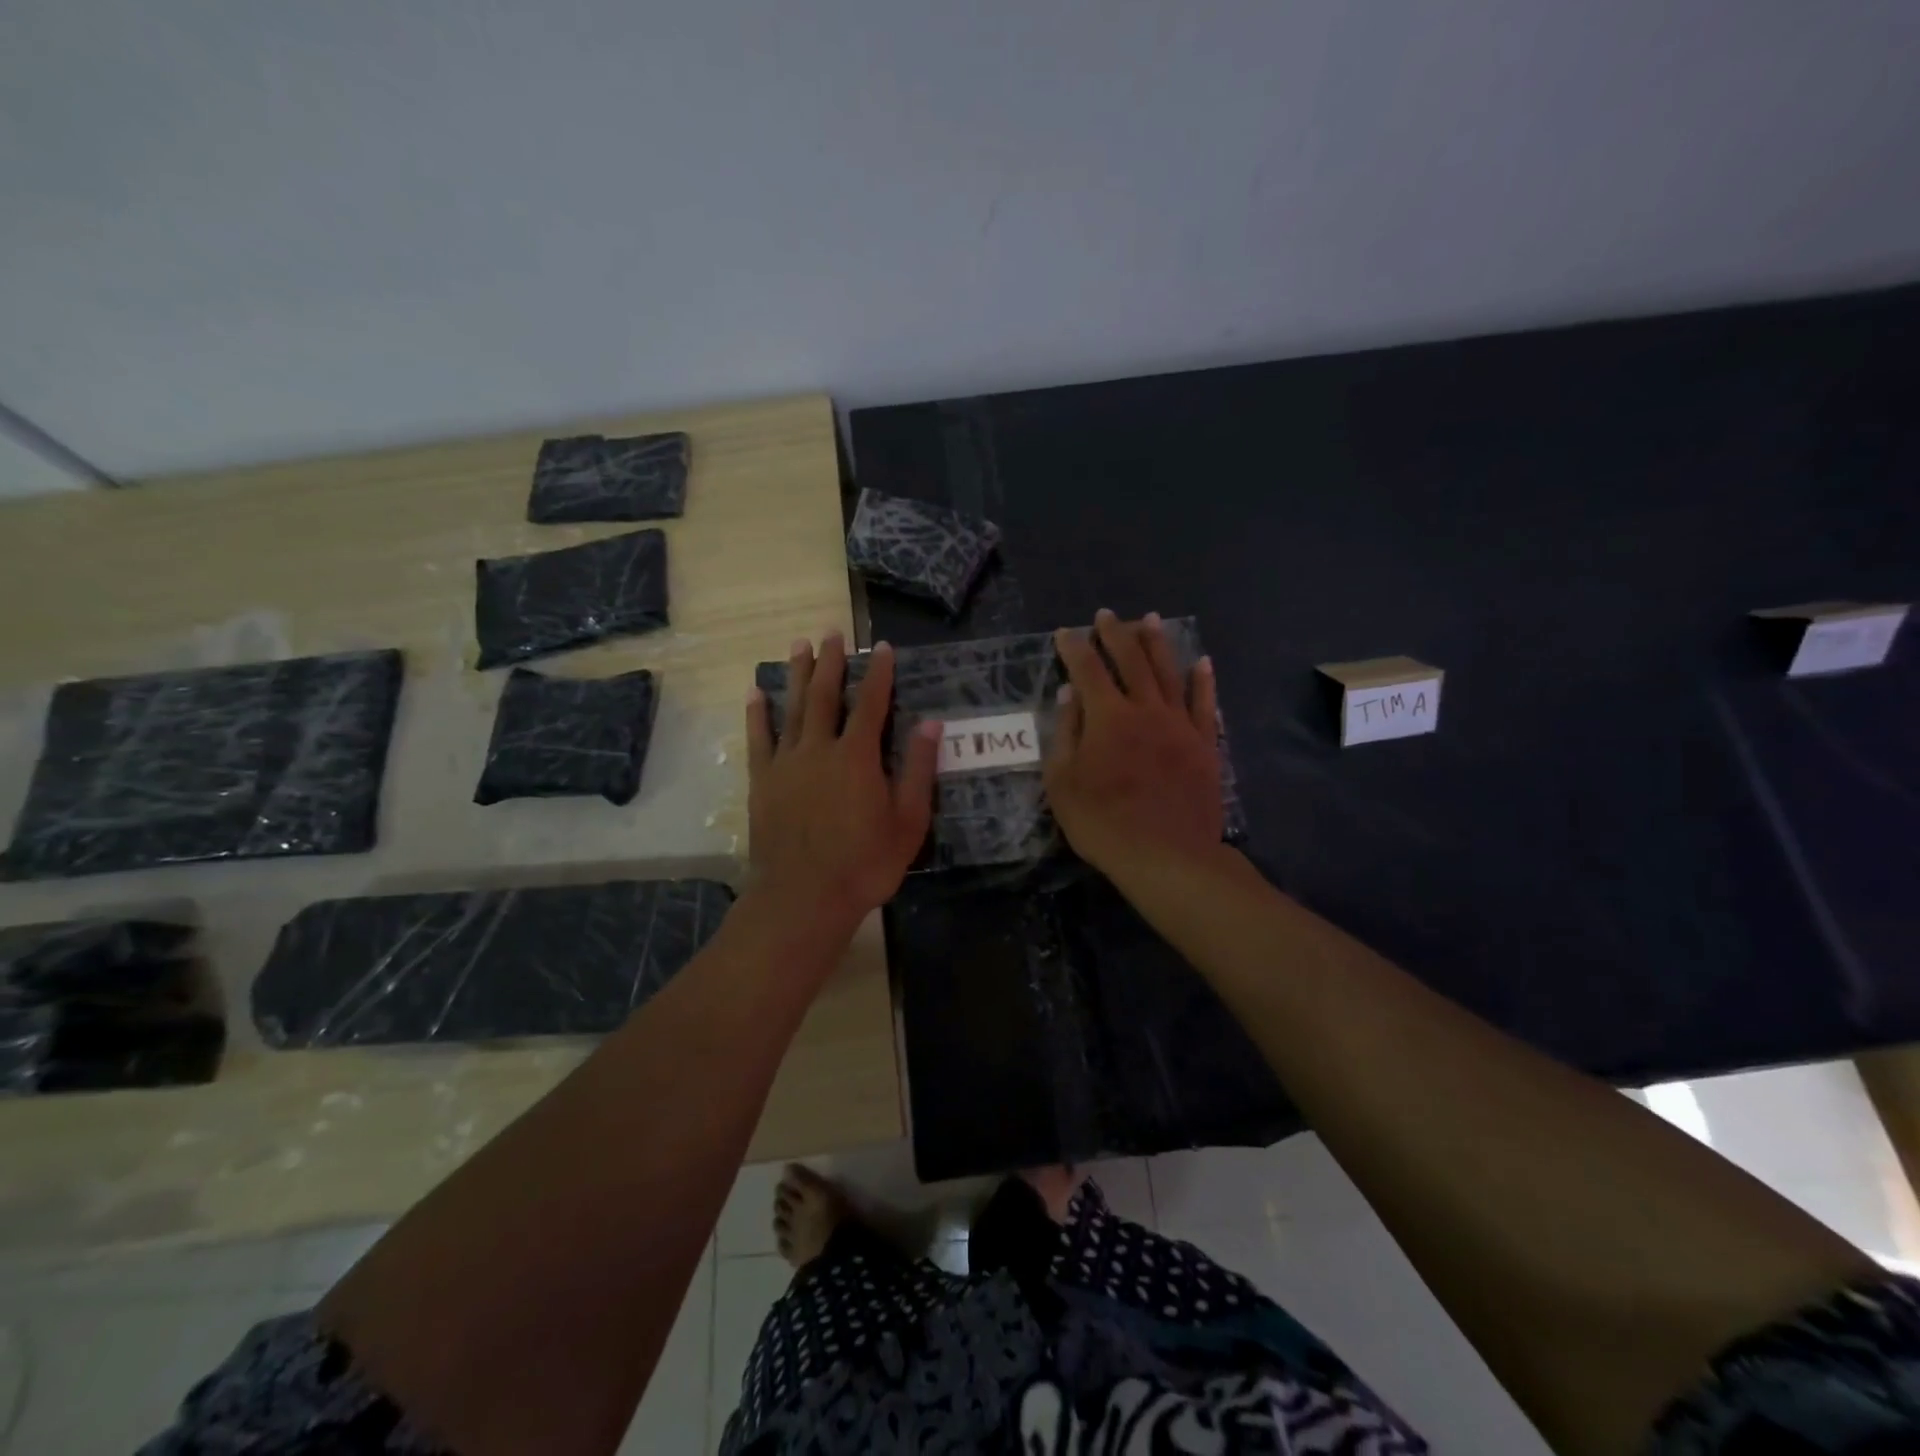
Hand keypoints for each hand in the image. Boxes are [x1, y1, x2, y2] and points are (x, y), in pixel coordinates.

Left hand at [745, 633, 938, 944]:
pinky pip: (759, 739)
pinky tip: (755, 692)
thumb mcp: (907, 822)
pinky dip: (758, 714)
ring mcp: (786, 763)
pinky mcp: (763, 782)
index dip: (879, 674)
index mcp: (857, 756)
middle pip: (827, 696)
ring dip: (798, 675)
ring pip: (793, 708)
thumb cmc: (864, 864)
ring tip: (799, 645)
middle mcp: (819, 749)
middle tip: (832, 633)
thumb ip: (918, 770)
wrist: (803, 898)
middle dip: (832, 662)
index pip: (872, 704)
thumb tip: (932, 723)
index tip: (884, 649)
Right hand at [1045, 609, 1222, 879]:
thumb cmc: (1104, 822)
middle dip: (1116, 634)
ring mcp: (1180, 725)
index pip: (1088, 670)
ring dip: (1157, 643)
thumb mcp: (1064, 782)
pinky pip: (1204, 704)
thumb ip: (1066, 733)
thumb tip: (1069, 694)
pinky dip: (1203, 681)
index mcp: (1108, 717)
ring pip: (1168, 673)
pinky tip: (1202, 662)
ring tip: (1150, 619)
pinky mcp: (1204, 744)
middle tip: (1107, 615)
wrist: (1167, 855)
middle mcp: (1146, 709)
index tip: (1065, 632)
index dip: (1075, 648)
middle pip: (1131, 661)